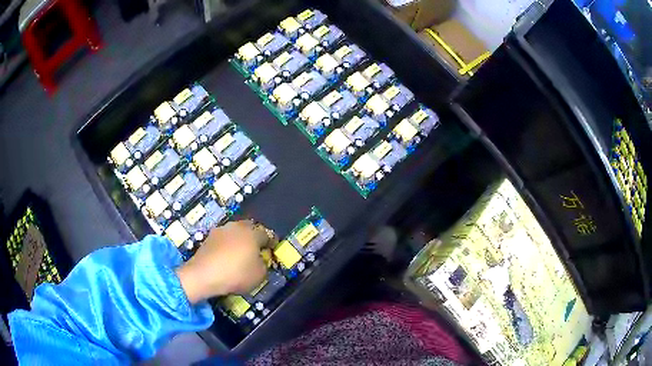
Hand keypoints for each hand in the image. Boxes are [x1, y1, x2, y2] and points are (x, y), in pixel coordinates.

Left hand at [175, 221, 274, 303]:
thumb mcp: (259, 275)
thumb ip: (264, 265)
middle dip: (255, 237)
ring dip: (239, 240)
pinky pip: (224, 239)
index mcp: (252, 233)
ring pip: (235, 232)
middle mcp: (237, 226)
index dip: (271, 242)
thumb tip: (260, 260)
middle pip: (250, 228)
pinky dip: (227, 245)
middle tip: (256, 250)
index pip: (267, 234)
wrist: (203, 274)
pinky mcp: (209, 237)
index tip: (272, 250)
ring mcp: (221, 230)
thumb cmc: (235, 274)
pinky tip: (227, 256)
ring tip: (240, 253)